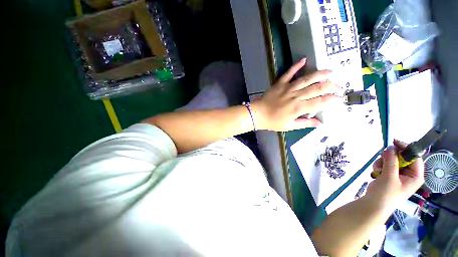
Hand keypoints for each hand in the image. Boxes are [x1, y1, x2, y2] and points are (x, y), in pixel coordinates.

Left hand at [251, 58, 342, 130]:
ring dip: (320, 74)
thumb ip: (305, 123)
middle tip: (339, 85)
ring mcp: (288, 88)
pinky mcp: (280, 84)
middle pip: (317, 88)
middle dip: (331, 86)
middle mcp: (296, 96)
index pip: (320, 102)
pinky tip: (304, 59)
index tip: (340, 98)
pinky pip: (288, 73)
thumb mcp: (289, 126)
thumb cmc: (273, 121)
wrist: (258, 114)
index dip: (332, 99)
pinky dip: (296, 66)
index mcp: (299, 107)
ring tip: (331, 71)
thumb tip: (320, 124)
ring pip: (307, 78)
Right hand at [366, 139, 424, 208]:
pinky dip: (380, 166)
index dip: (406, 148)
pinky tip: (375, 171)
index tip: (394, 142)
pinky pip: (386, 165)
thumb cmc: (386, 194)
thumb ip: (391, 162)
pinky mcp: (390, 176)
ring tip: (376, 169)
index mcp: (415, 176)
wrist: (374, 205)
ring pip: (392, 160)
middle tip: (381, 159)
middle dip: (390, 157)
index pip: (415, 157)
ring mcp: (399, 175)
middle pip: (402, 158)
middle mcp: (409, 174)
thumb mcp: (389, 177)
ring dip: (383, 162)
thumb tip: (390, 147)